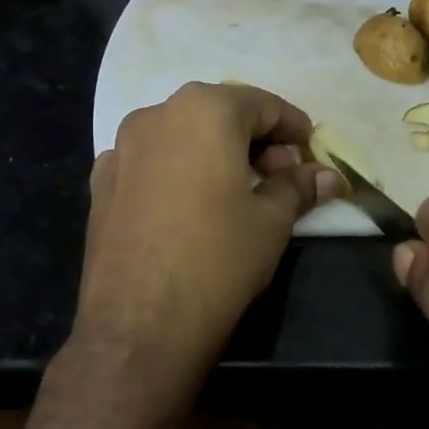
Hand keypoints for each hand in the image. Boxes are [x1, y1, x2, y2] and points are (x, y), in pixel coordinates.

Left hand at [75, 82, 342, 374]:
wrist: (138, 324)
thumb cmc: (217, 261)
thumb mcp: (271, 222)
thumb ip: (298, 187)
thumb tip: (328, 176)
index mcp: (203, 110)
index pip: (261, 104)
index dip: (292, 127)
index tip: (309, 151)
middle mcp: (155, 115)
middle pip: (217, 115)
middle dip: (254, 141)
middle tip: (279, 178)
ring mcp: (120, 149)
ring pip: (180, 137)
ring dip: (213, 154)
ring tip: (235, 193)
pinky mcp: (100, 184)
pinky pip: (149, 164)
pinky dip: (176, 173)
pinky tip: (188, 208)